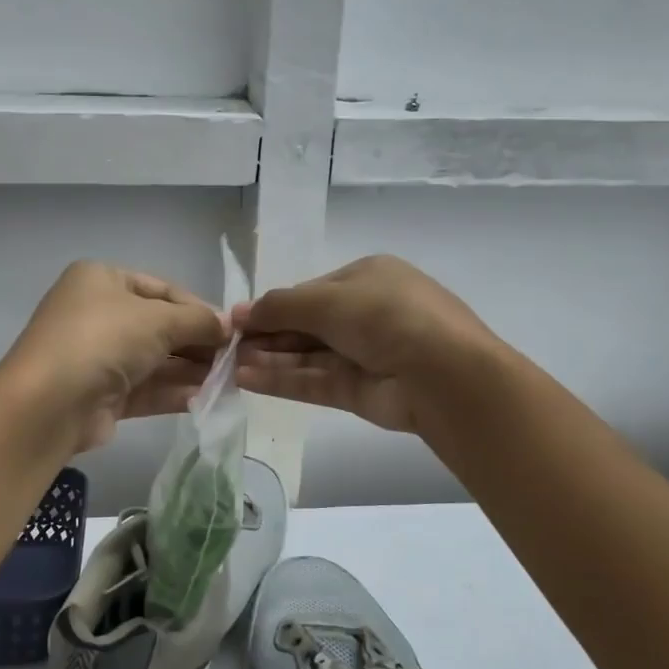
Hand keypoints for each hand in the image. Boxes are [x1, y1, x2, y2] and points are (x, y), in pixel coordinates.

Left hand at [0, 261, 228, 452]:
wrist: (50, 404)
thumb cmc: (103, 340)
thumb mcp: (158, 319)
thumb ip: (198, 321)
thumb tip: (228, 326)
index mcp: (102, 280)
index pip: (162, 289)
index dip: (199, 308)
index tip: (232, 330)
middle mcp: (98, 314)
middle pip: (160, 326)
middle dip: (197, 343)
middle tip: (234, 359)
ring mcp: (98, 357)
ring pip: (156, 360)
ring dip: (192, 370)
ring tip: (228, 381)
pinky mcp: (102, 395)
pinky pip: (147, 388)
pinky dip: (175, 392)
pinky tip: (207, 399)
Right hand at [232, 255, 499, 432]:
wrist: (441, 373)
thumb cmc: (386, 316)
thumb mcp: (329, 299)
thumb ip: (281, 305)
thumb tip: (240, 312)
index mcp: (367, 279)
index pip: (311, 291)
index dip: (274, 305)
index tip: (238, 318)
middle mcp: (366, 314)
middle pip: (306, 324)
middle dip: (268, 334)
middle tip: (227, 345)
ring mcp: (363, 354)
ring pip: (307, 355)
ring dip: (269, 358)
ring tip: (229, 365)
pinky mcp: (358, 390)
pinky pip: (313, 381)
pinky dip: (282, 380)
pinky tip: (247, 379)